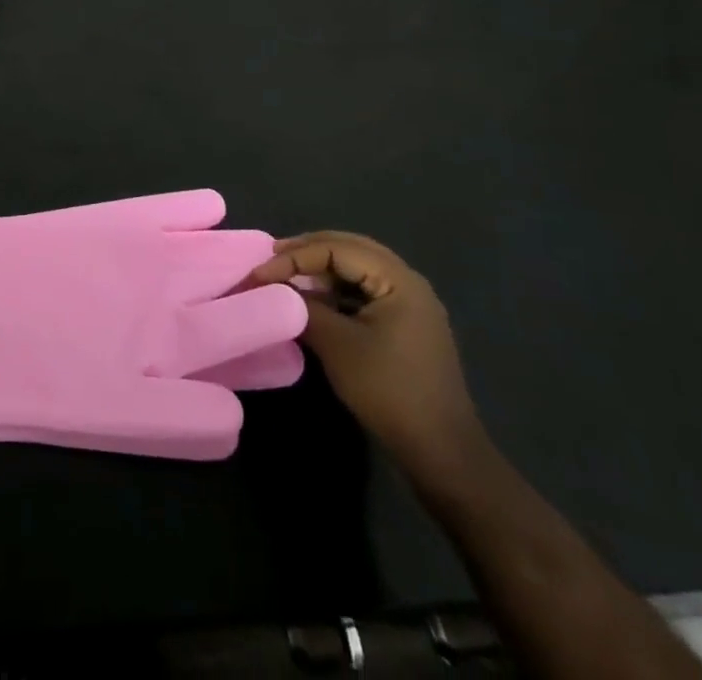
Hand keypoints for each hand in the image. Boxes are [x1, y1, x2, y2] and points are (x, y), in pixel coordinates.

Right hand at [250, 233, 483, 481]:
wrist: (441, 453)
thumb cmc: (388, 390)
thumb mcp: (336, 344)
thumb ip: (302, 306)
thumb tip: (273, 287)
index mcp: (398, 280)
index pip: (336, 249)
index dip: (294, 257)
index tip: (260, 274)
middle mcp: (409, 283)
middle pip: (350, 248)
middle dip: (308, 250)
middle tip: (272, 257)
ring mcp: (411, 304)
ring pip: (358, 268)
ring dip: (322, 268)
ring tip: (288, 275)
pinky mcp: (407, 324)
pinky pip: (366, 289)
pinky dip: (337, 287)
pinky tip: (315, 299)